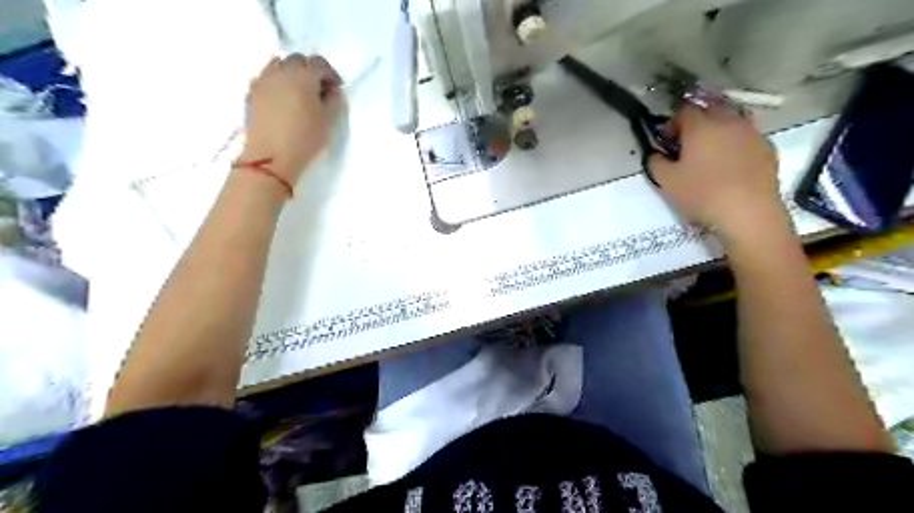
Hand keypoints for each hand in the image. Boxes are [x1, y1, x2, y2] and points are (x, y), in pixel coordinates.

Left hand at [240, 54, 343, 186]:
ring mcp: (263, 80)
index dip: (331, 74)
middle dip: (310, 70)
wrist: (271, 158)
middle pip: (298, 60)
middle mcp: (281, 72)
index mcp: (303, 76)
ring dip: (291, 73)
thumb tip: (332, 90)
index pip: (320, 63)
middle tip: (318, 90)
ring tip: (298, 92)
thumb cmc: (305, 139)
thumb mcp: (329, 121)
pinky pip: (266, 77)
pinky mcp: (251, 92)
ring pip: (278, 64)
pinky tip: (281, 100)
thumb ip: (334, 100)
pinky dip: (276, 82)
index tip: (336, 89)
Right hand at [649, 104, 784, 240]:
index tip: (668, 142)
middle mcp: (728, 121)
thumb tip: (656, 155)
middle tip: (689, 143)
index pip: (684, 111)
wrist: (748, 211)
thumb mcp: (666, 181)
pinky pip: (747, 137)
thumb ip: (656, 163)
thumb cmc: (701, 193)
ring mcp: (751, 133)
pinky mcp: (767, 148)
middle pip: (711, 109)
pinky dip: (736, 143)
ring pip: (732, 120)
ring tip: (711, 153)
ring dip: (719, 130)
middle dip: (697, 121)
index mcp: (701, 126)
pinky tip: (731, 165)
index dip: (672, 124)